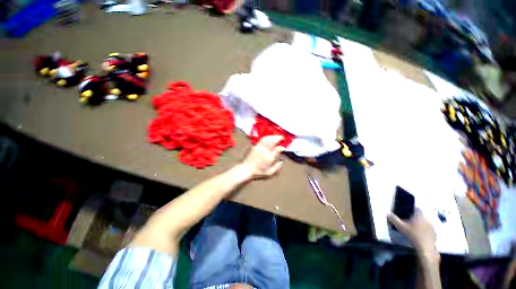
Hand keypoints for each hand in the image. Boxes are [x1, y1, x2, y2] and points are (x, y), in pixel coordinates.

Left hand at [241, 135, 284, 178]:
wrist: (246, 170)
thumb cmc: (258, 172)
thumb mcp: (269, 173)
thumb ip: (277, 167)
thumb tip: (281, 161)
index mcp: (269, 157)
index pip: (277, 149)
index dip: (282, 147)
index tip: (284, 148)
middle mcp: (264, 151)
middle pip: (272, 141)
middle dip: (278, 138)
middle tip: (282, 138)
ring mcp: (259, 148)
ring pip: (267, 139)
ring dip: (273, 136)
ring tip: (276, 136)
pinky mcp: (255, 146)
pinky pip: (262, 140)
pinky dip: (267, 137)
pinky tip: (269, 138)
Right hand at [388, 210, 438, 259]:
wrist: (425, 248)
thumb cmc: (413, 235)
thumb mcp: (401, 227)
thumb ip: (394, 219)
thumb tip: (387, 213)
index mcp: (419, 215)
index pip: (416, 208)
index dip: (411, 209)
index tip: (406, 212)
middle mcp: (427, 219)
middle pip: (420, 215)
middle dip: (415, 217)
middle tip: (408, 221)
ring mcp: (432, 226)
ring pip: (425, 222)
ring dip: (420, 224)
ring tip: (414, 228)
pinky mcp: (434, 233)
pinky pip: (428, 229)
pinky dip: (424, 230)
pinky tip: (419, 234)